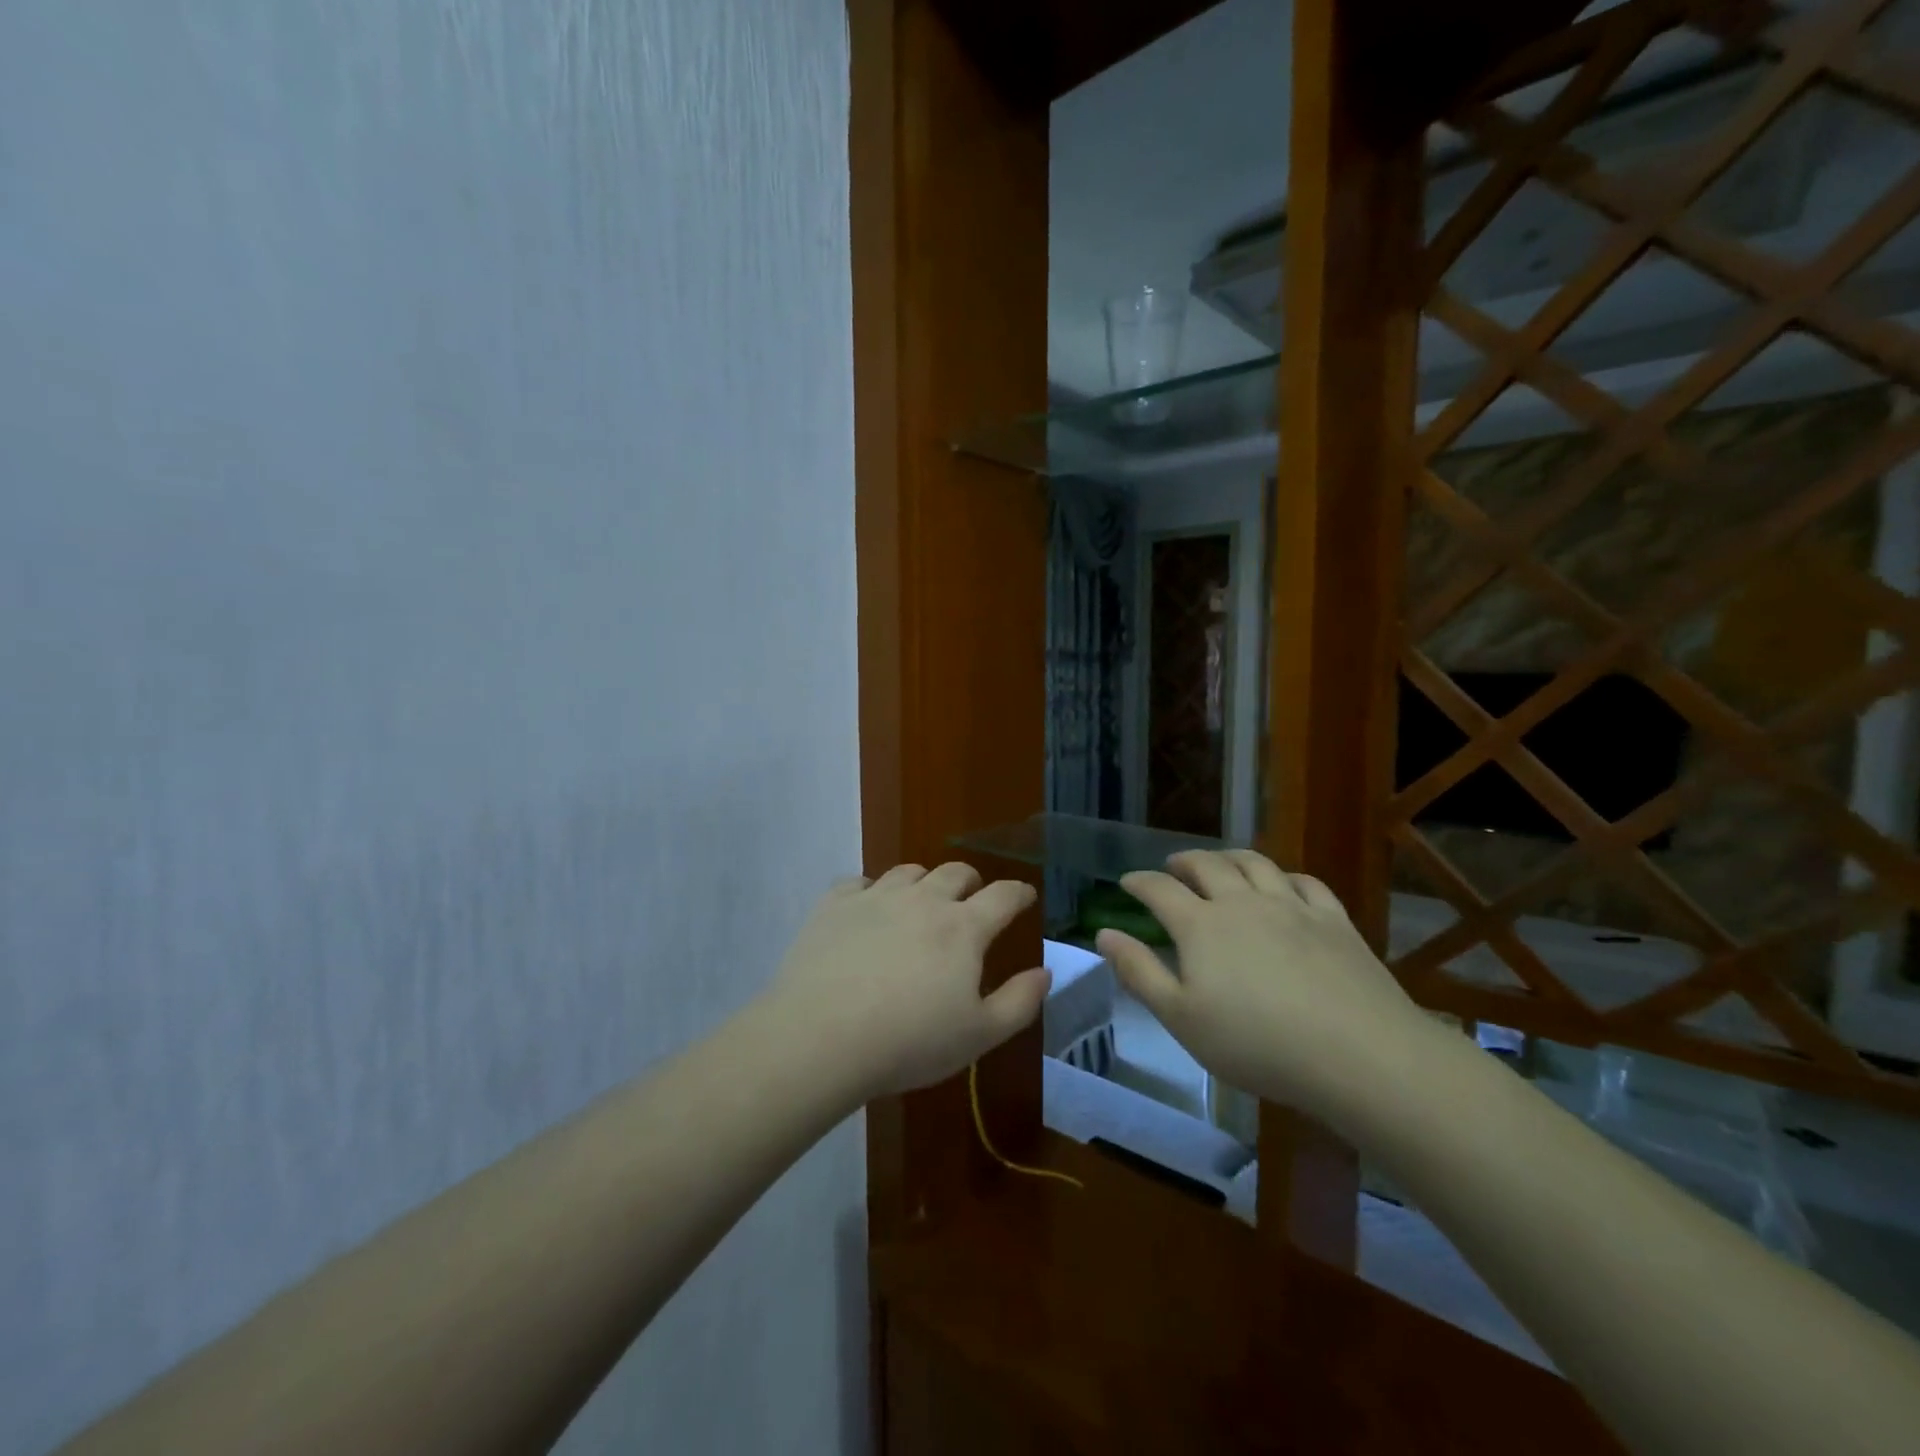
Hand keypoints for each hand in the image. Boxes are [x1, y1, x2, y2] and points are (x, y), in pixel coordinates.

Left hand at [766, 862, 1049, 1100]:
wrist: (821, 1037)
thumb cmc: (909, 1042)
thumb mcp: (978, 1036)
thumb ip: (1019, 1002)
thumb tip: (1044, 972)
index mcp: (963, 928)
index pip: (1003, 896)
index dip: (1019, 893)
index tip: (1024, 895)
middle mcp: (923, 900)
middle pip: (955, 872)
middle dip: (971, 882)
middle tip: (971, 900)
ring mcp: (876, 897)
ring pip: (909, 871)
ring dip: (923, 882)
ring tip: (920, 903)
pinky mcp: (834, 905)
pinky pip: (859, 882)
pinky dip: (872, 891)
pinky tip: (868, 910)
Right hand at [1097, 850, 1432, 1119]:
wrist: (1358, 1054)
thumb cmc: (1257, 1044)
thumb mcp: (1182, 1018)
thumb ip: (1139, 972)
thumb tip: (1103, 934)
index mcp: (1200, 925)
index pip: (1159, 890)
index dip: (1139, 882)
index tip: (1127, 882)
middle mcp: (1242, 902)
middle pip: (1207, 865)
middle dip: (1184, 861)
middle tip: (1173, 865)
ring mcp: (1292, 906)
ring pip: (1254, 864)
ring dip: (1230, 857)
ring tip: (1220, 862)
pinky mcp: (1334, 920)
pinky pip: (1305, 882)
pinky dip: (1285, 876)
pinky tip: (1283, 884)